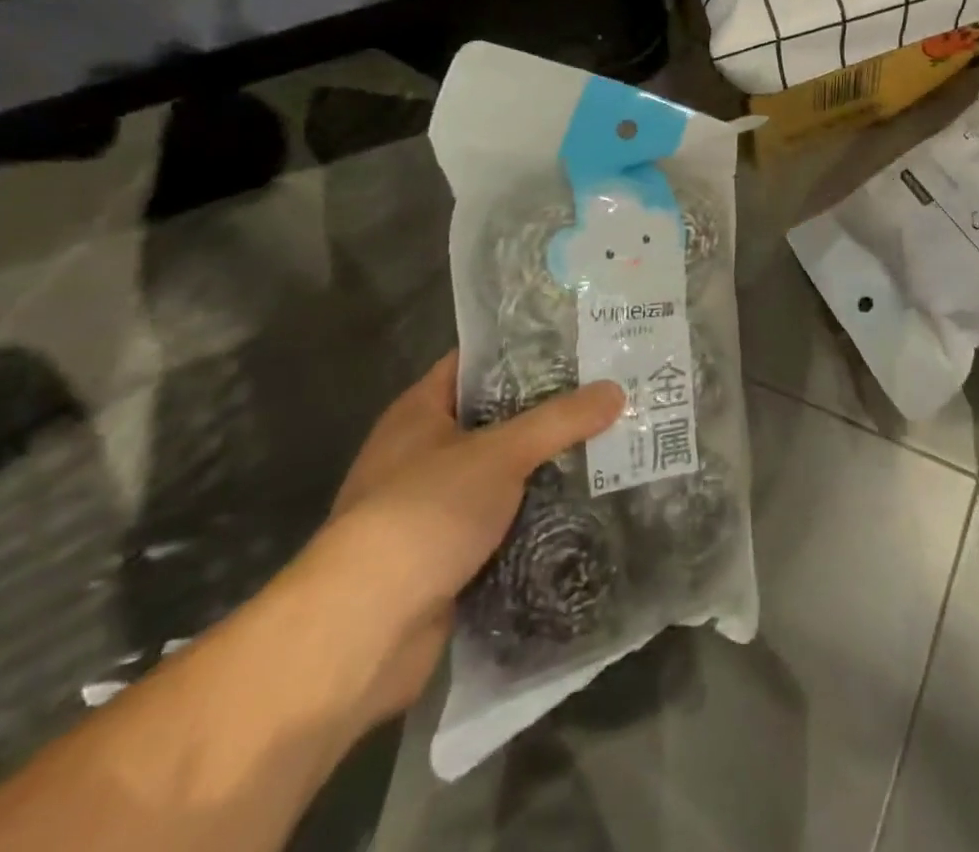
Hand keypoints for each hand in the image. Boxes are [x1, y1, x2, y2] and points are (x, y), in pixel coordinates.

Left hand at [294, 353, 623, 727]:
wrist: (362, 633)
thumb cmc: (423, 514)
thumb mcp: (500, 453)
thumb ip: (560, 420)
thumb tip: (617, 390)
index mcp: (420, 413)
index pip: (476, 364)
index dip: (523, 351)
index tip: (577, 344)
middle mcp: (423, 454)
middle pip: (496, 420)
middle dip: (549, 412)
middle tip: (608, 395)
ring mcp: (434, 509)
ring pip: (504, 475)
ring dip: (547, 468)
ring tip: (610, 445)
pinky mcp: (448, 557)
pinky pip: (503, 523)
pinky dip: (537, 517)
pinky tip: (585, 506)